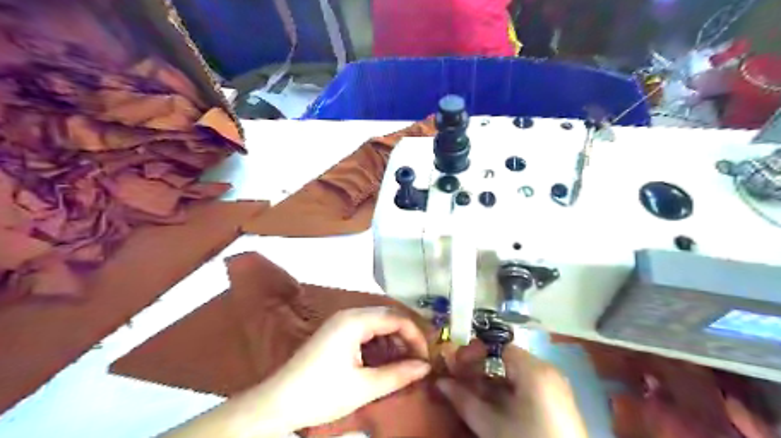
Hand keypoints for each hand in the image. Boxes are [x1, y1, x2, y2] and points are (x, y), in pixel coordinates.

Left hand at [262, 309, 433, 430]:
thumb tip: (426, 367)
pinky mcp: (335, 333)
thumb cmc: (320, 393)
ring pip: (377, 325)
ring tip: (403, 365)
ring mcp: (340, 323)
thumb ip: (398, 374)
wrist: (276, 403)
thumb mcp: (363, 387)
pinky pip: (365, 332)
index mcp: (355, 321)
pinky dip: (378, 345)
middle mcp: (348, 314)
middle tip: (417, 362)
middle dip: (405, 338)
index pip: (396, 318)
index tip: (426, 357)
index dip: (415, 336)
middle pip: (387, 318)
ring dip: (392, 342)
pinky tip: (383, 363)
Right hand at [437, 342, 581, 436]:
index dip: (473, 355)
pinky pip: (526, 385)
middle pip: (505, 359)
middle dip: (480, 369)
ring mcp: (554, 385)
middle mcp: (547, 370)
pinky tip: (493, 405)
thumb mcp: (491, 425)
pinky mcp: (557, 400)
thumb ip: (463, 400)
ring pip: (514, 373)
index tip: (455, 367)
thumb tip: (440, 382)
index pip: (497, 348)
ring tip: (472, 395)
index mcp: (534, 369)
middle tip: (459, 382)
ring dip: (491, 381)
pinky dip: (507, 391)